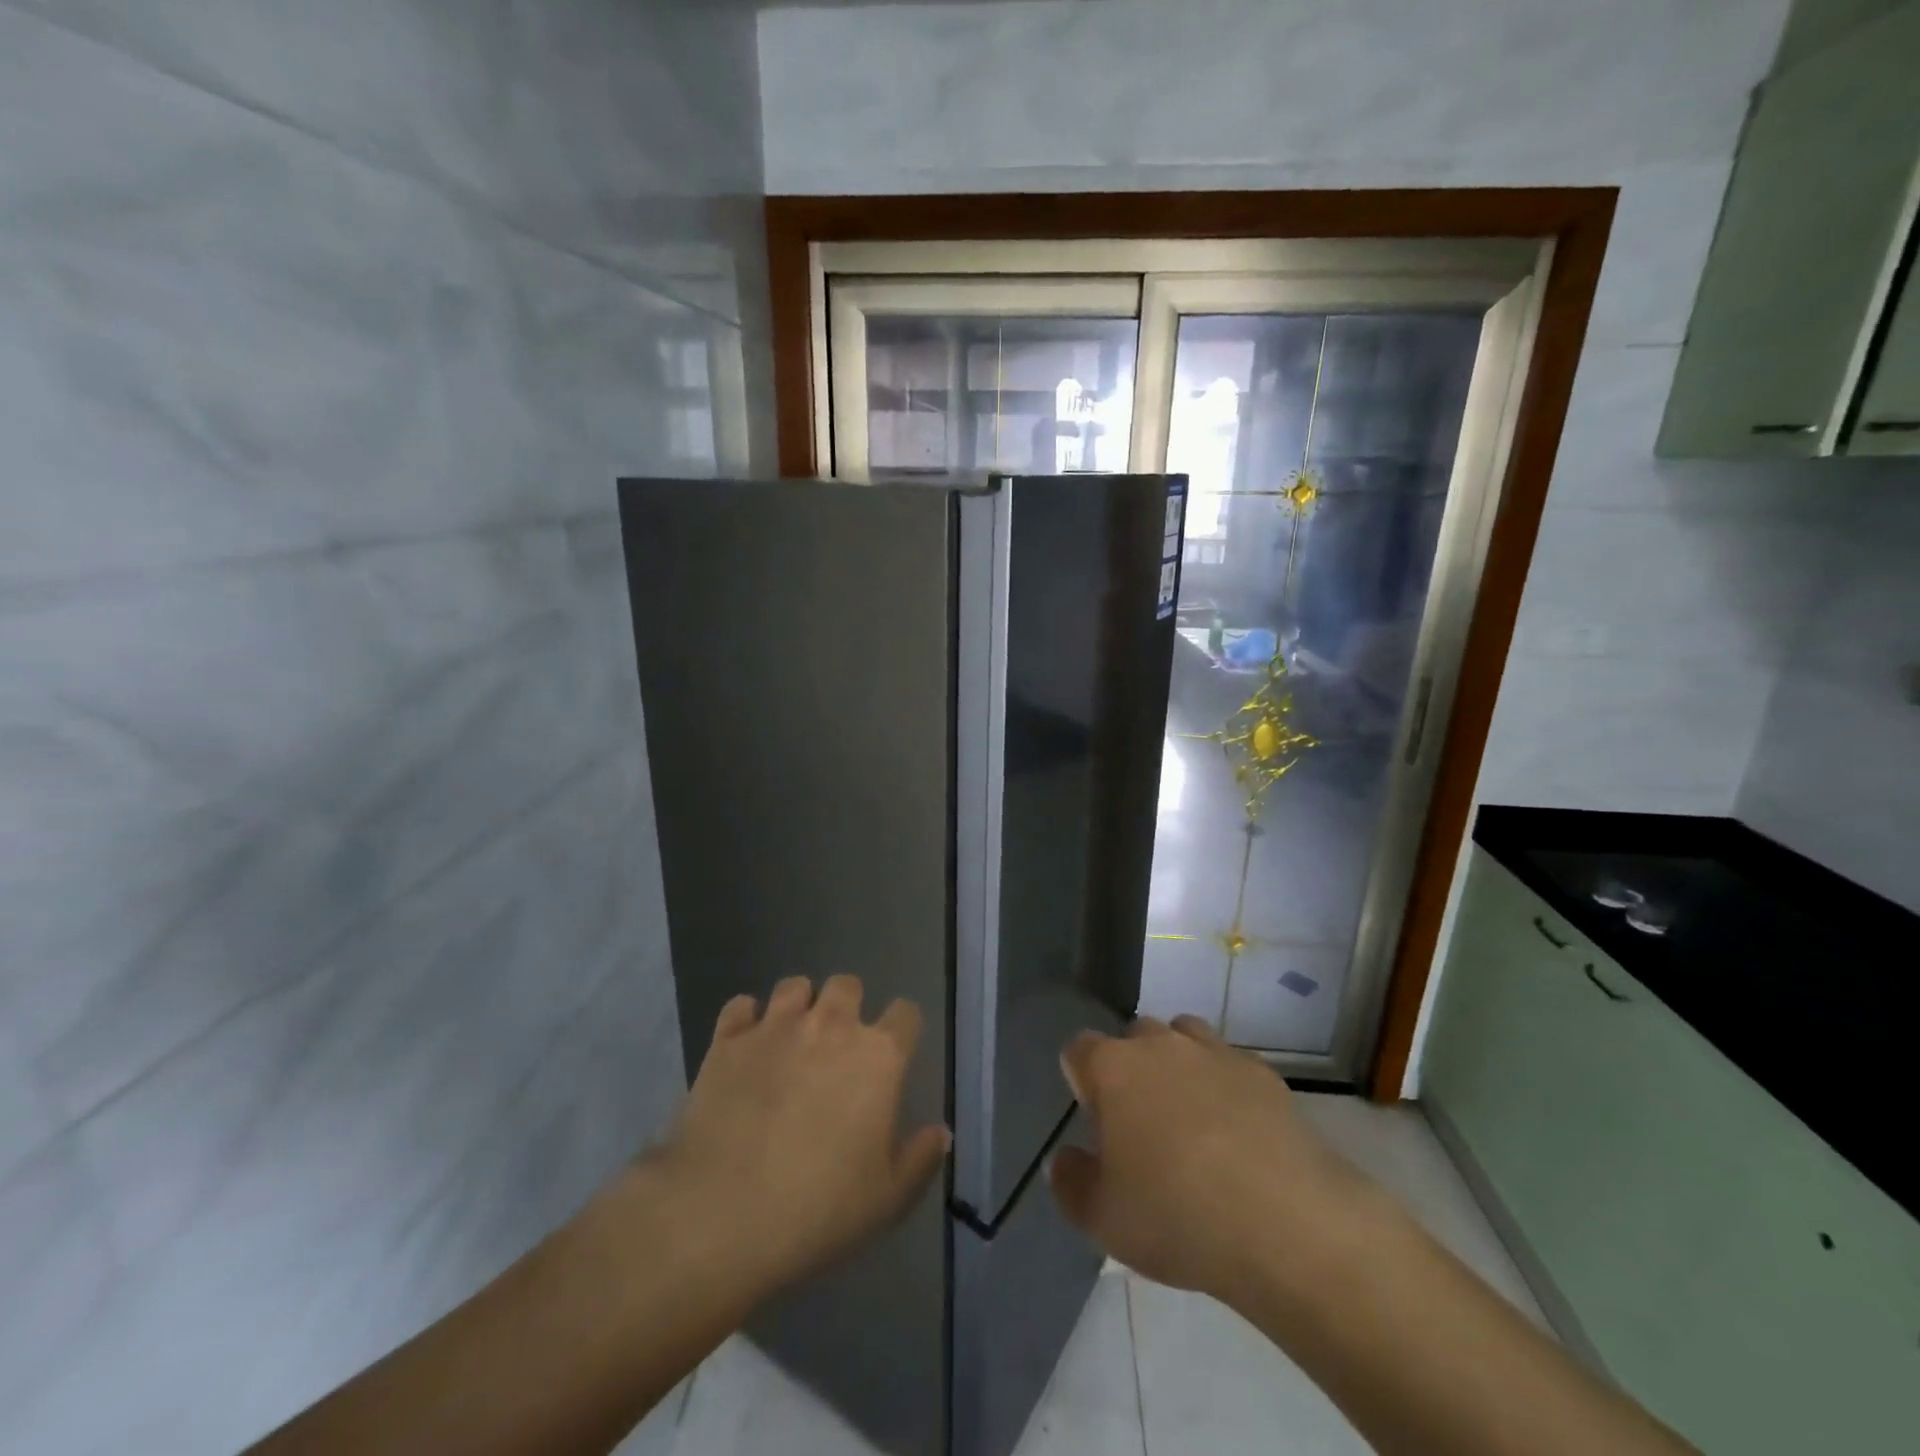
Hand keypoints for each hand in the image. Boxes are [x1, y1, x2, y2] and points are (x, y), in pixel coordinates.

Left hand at [647, 975, 949, 1297]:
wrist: (722, 1214)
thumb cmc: (819, 1209)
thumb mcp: (888, 1199)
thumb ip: (920, 1158)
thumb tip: (940, 1132)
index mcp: (878, 1056)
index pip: (906, 1014)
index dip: (902, 1028)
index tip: (894, 1053)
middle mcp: (831, 1026)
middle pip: (847, 984)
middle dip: (847, 1006)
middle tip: (837, 1045)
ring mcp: (776, 1027)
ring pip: (794, 986)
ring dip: (798, 1006)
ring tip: (791, 1039)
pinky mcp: (728, 1041)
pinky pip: (740, 1006)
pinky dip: (745, 1020)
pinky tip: (745, 1048)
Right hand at [1049, 1015, 1379, 1301]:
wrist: (1290, 1226)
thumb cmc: (1179, 1217)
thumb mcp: (1102, 1219)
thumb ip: (1070, 1182)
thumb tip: (1066, 1158)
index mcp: (1113, 1068)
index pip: (1079, 1050)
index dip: (1082, 1083)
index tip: (1096, 1125)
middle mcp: (1160, 1044)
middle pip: (1133, 1038)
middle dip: (1131, 1071)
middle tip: (1143, 1128)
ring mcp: (1215, 1052)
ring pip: (1183, 1038)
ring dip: (1178, 1066)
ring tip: (1191, 1120)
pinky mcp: (1263, 1072)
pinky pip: (1230, 1064)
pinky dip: (1226, 1087)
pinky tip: (1240, 1134)